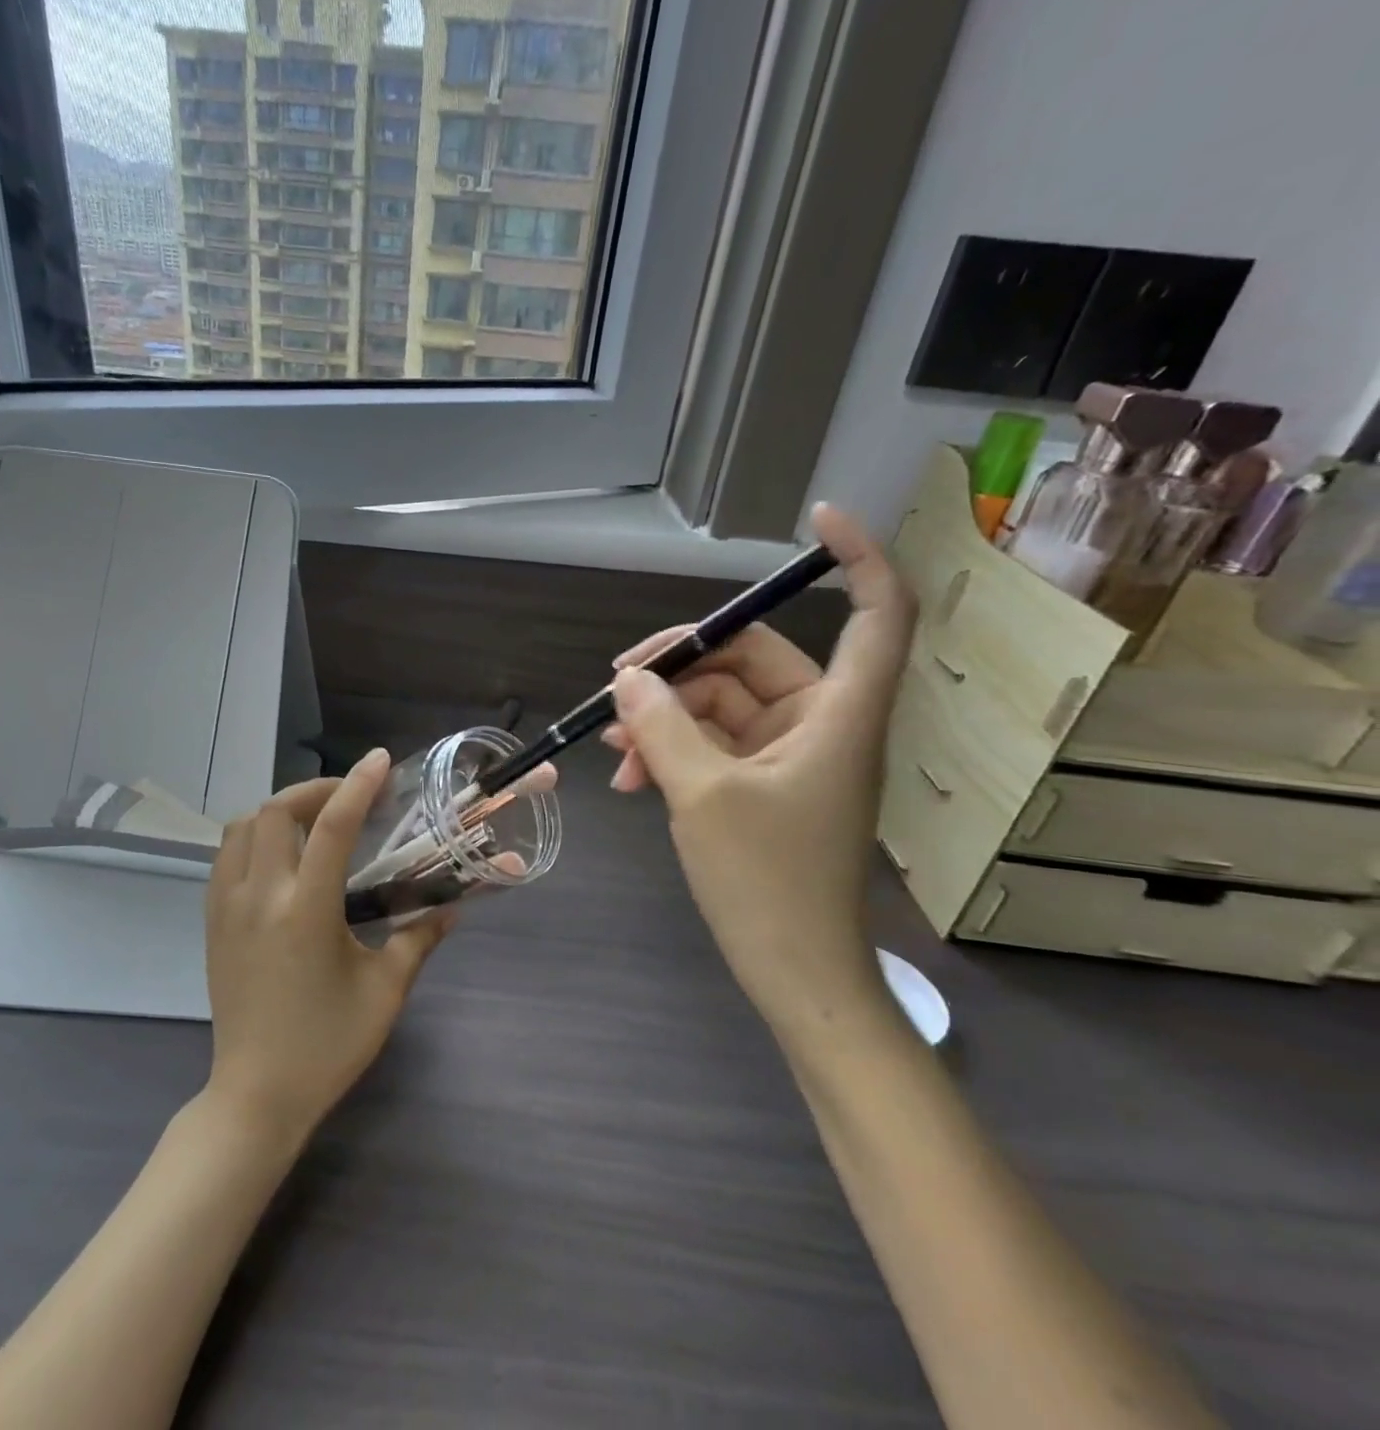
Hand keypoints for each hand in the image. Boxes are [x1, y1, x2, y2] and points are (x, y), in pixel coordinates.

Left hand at [203, 749, 452, 1140]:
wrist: (256, 1095)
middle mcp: (259, 897)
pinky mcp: (212, 922)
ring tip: (313, 822)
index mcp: (305, 911)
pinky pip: (225, 856)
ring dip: (278, 811)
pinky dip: (253, 837)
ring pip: (240, 827)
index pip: (330, 827)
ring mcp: (227, 907)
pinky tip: (281, 857)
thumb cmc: (326, 1046)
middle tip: (349, 798)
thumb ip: (418, 940)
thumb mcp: (385, 992)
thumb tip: (452, 908)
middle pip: (274, 812)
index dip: (357, 786)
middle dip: (314, 790)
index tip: (379, 760)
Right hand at [603, 504, 914, 1037]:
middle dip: (679, 669)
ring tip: (615, 753)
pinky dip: (674, 748)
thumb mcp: (701, 795)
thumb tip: (629, 678)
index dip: (859, 557)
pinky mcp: (764, 780)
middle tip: (615, 687)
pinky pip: (713, 741)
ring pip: (720, 703)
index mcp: (839, 712)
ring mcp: (791, 752)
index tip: (815, 520)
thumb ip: (662, 726)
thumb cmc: (766, 882)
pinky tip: (632, 774)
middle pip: (752, 657)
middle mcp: (821, 721)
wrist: (792, 972)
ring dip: (663, 719)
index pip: (877, 611)